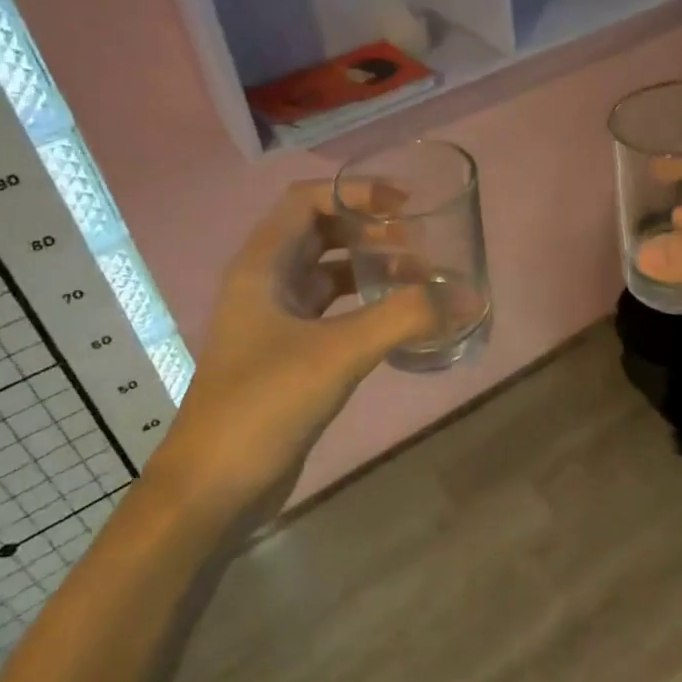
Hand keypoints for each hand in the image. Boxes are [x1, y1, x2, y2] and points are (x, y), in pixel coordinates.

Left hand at [139, 181, 435, 527]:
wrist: (212, 488)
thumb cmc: (263, 404)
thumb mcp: (338, 353)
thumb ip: (404, 319)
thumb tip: (468, 297)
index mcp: (262, 266)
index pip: (307, 200)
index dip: (355, 192)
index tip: (404, 204)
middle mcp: (265, 283)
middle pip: (321, 233)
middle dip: (370, 229)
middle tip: (420, 242)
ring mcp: (274, 320)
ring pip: (328, 273)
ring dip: (370, 267)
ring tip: (420, 278)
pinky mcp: (288, 353)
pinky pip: (332, 311)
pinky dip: (365, 305)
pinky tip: (397, 319)